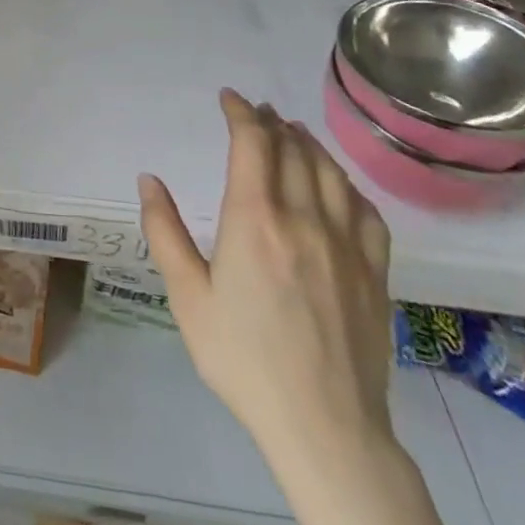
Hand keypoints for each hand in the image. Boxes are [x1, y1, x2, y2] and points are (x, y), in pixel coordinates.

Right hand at [138, 89, 393, 462]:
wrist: (325, 427)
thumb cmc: (243, 358)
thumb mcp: (187, 297)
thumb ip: (164, 231)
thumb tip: (149, 179)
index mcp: (254, 219)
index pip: (253, 143)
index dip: (240, 112)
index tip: (228, 98)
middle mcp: (303, 218)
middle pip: (292, 149)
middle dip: (271, 122)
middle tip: (257, 111)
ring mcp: (346, 244)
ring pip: (330, 172)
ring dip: (308, 144)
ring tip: (292, 133)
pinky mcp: (375, 272)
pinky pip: (366, 210)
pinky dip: (346, 184)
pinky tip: (337, 185)